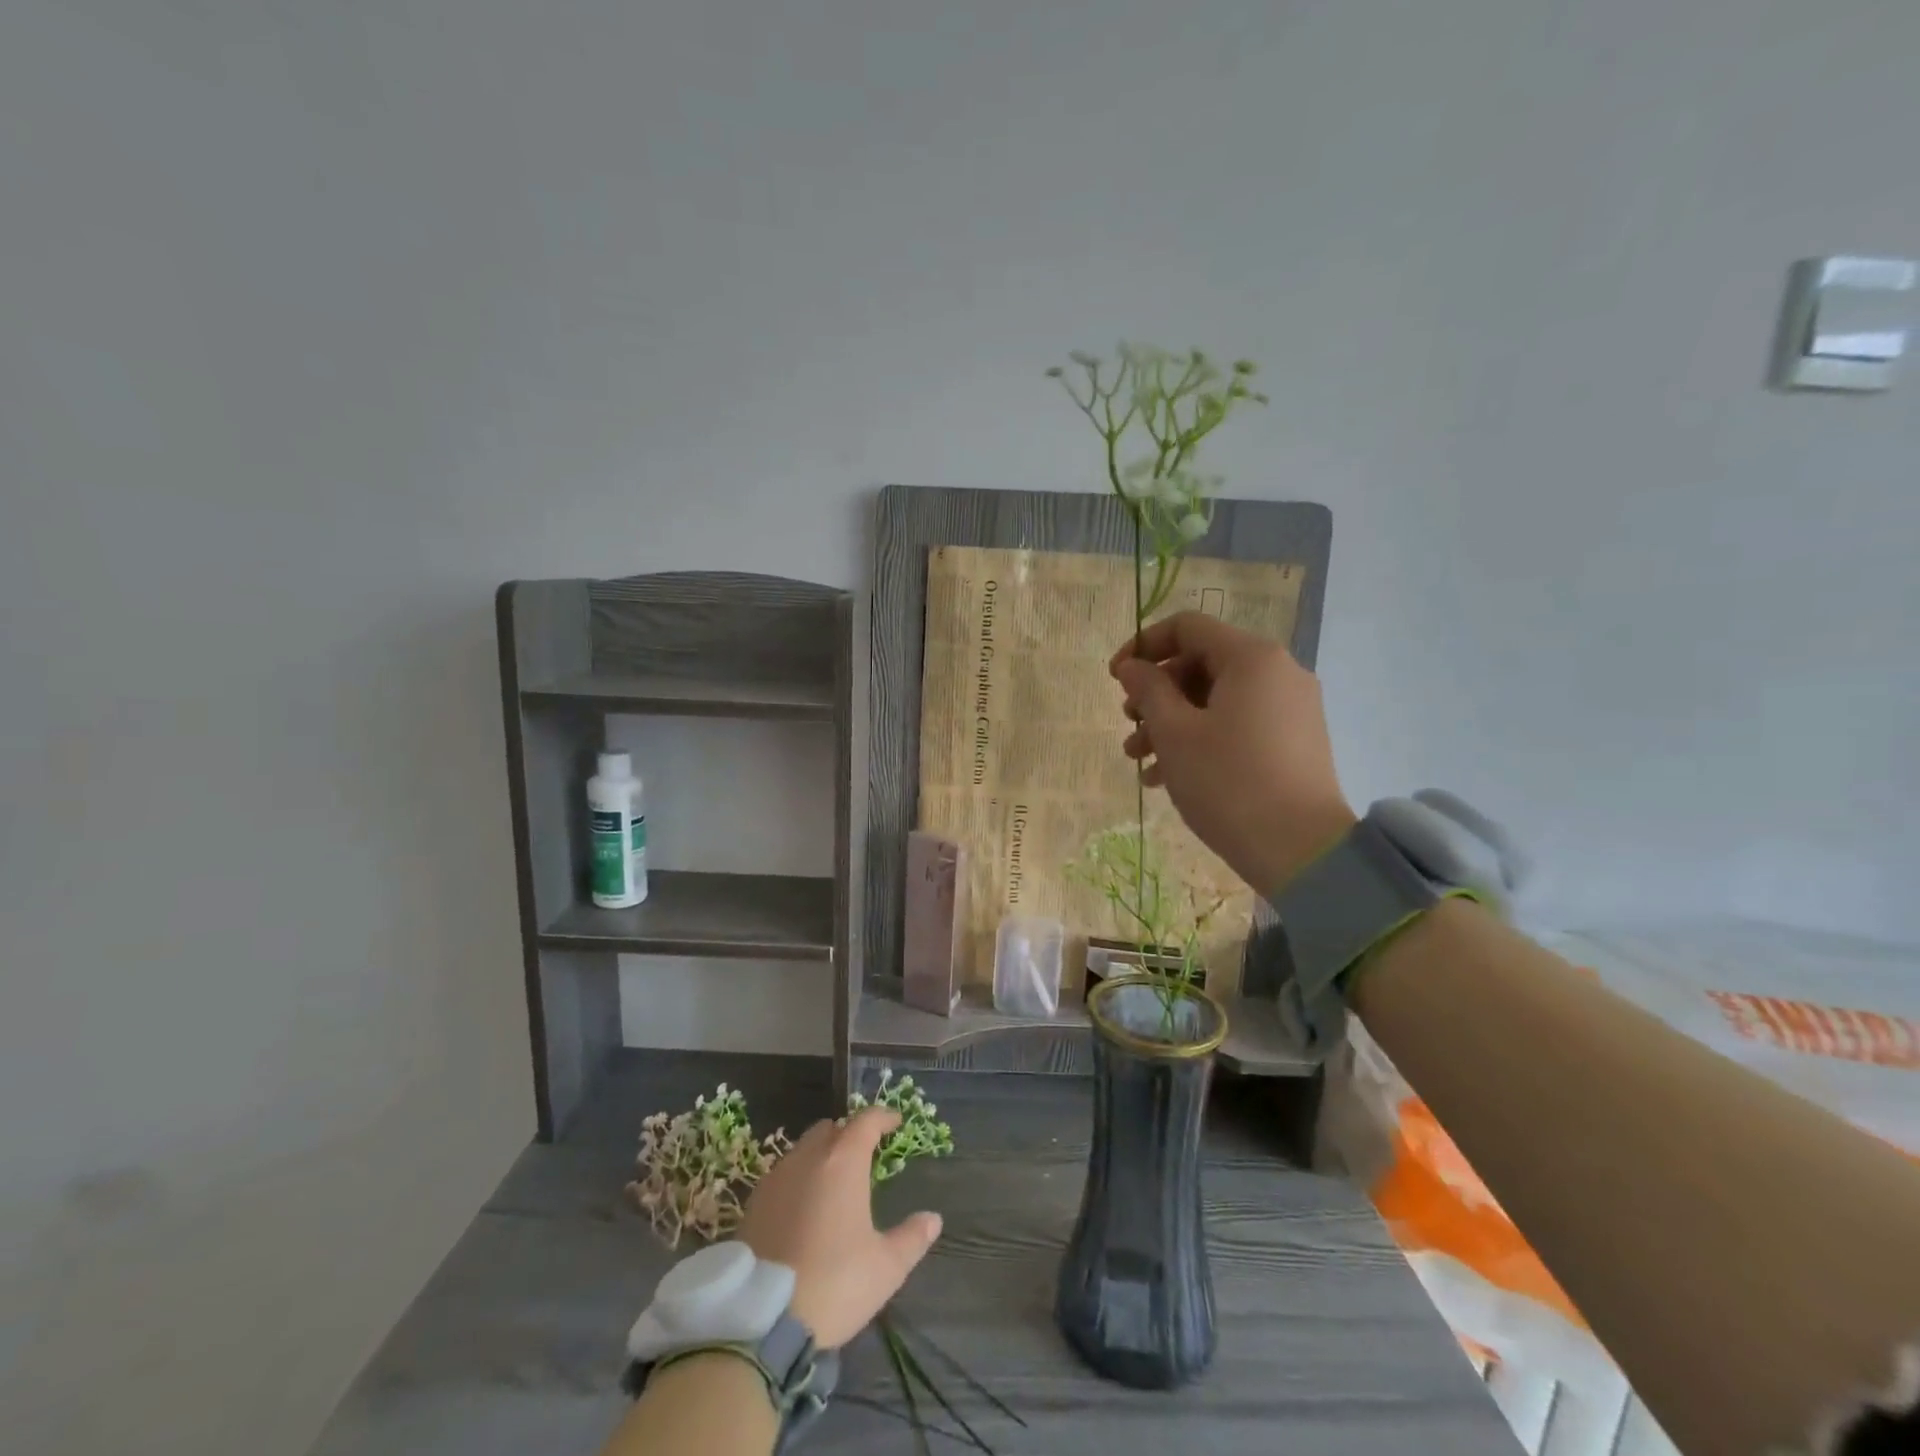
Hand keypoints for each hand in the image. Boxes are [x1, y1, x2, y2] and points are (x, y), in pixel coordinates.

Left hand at [738, 1107, 942, 1348]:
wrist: (759, 1320)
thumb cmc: (833, 1284)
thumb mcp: (885, 1268)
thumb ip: (912, 1238)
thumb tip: (933, 1219)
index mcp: (843, 1161)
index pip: (866, 1121)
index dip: (883, 1117)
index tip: (896, 1122)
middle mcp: (808, 1157)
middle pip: (831, 1129)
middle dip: (849, 1134)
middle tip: (865, 1155)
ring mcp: (776, 1178)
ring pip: (803, 1149)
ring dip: (822, 1155)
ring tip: (834, 1182)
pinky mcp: (753, 1203)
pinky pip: (782, 1174)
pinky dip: (799, 1178)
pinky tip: (804, 1207)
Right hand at [1111, 612, 1356, 894]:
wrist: (1301, 851)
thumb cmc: (1228, 782)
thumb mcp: (1175, 733)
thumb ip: (1148, 690)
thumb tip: (1131, 667)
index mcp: (1252, 658)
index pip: (1187, 627)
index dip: (1143, 646)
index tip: (1114, 679)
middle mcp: (1278, 672)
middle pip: (1201, 663)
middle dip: (1156, 693)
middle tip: (1129, 726)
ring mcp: (1290, 707)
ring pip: (1217, 698)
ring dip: (1172, 721)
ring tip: (1140, 760)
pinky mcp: (1294, 740)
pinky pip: (1238, 723)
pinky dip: (1202, 738)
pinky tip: (1169, 776)